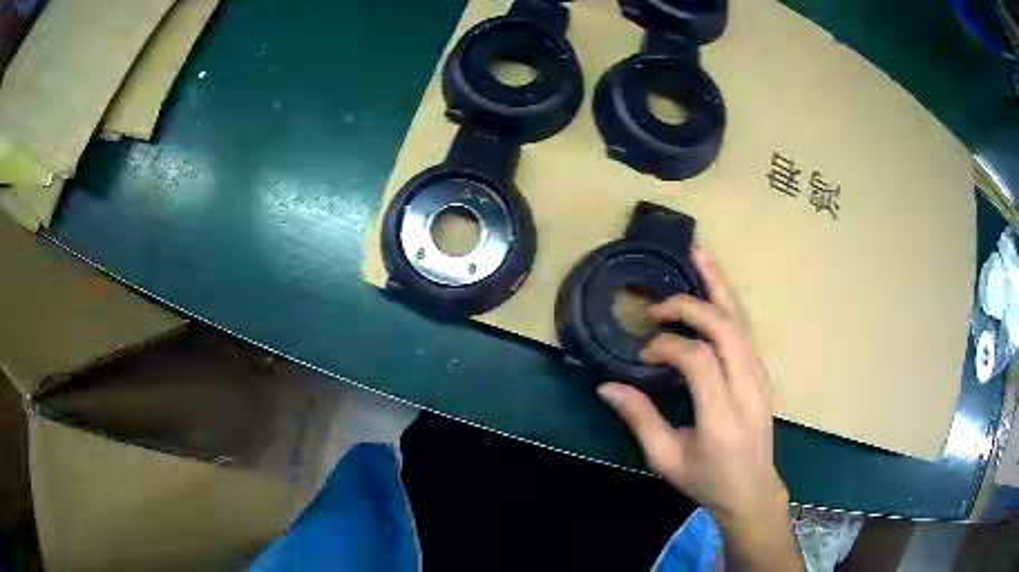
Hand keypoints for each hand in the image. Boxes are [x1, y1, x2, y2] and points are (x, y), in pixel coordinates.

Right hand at [597, 247, 799, 570]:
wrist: (752, 490)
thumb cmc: (708, 480)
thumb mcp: (667, 459)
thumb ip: (640, 420)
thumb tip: (607, 386)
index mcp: (721, 418)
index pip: (700, 361)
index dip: (669, 346)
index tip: (645, 354)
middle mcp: (747, 390)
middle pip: (728, 330)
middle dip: (692, 306)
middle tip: (658, 305)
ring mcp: (761, 378)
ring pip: (743, 322)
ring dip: (719, 285)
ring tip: (698, 254)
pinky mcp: (763, 373)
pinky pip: (747, 330)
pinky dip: (729, 302)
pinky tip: (714, 287)